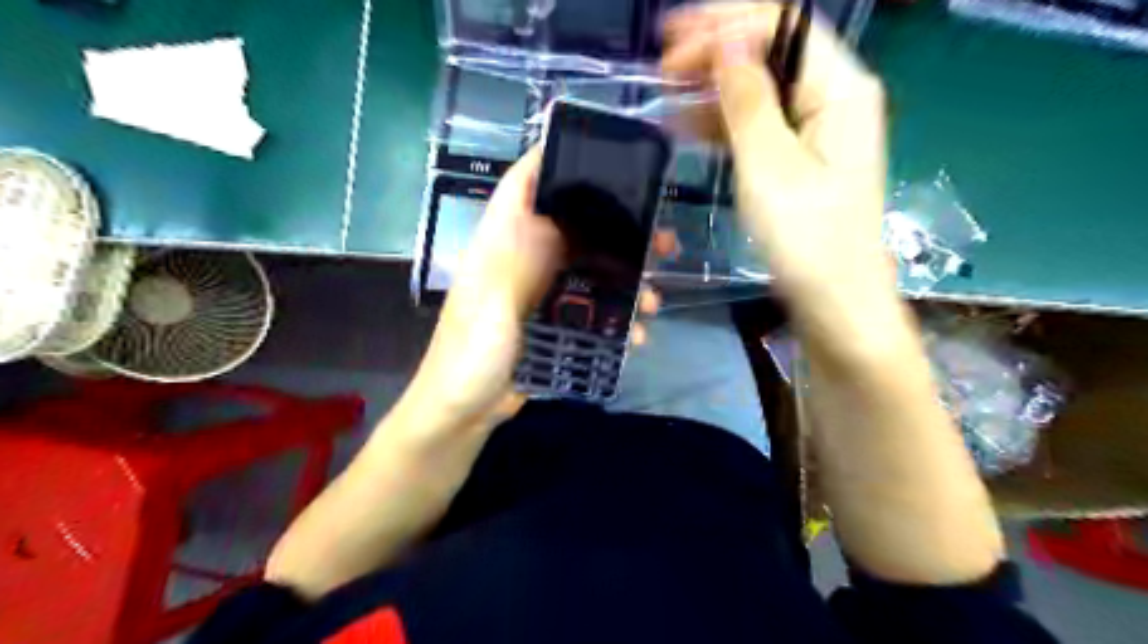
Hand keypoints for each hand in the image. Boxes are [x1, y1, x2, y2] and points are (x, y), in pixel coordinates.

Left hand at [414, 149, 662, 421]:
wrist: (462, 414)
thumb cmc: (468, 357)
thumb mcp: (490, 306)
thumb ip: (519, 260)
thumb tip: (555, 214)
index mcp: (499, 245)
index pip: (522, 186)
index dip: (550, 159)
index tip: (597, 148)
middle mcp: (522, 260)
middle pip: (572, 227)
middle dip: (617, 227)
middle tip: (661, 237)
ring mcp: (539, 293)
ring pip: (589, 270)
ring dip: (625, 281)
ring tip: (656, 299)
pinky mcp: (551, 323)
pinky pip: (590, 310)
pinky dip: (616, 319)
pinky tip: (638, 335)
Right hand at [659, 3, 889, 303]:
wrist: (833, 301)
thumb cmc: (805, 237)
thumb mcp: (769, 165)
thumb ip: (748, 99)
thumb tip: (727, 39)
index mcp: (840, 88)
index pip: (782, 25)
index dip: (724, 26)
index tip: (671, 46)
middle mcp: (833, 98)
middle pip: (770, 53)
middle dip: (715, 53)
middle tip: (661, 68)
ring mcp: (816, 130)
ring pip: (759, 90)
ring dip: (712, 89)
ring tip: (664, 96)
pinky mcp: (799, 160)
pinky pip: (758, 126)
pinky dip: (723, 124)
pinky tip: (686, 127)